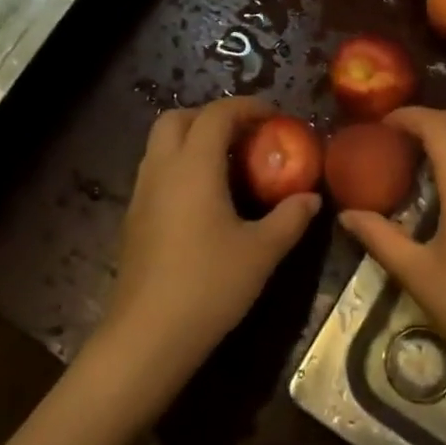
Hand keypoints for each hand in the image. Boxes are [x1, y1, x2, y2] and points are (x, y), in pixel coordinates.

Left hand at [92, 97, 319, 412]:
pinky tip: (205, 200)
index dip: (246, 107)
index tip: (274, 117)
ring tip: (229, 165)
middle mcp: (161, 169)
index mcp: (193, 166)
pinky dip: (180, 167)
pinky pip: (156, 172)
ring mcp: (141, 194)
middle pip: (177, 118)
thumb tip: (311, 198)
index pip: (216, 114)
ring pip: (161, 145)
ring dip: (192, 140)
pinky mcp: (133, 219)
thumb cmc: (209, 285)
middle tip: (245, 135)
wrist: (147, 337)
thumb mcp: (262, 251)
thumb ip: (290, 218)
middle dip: (211, 116)